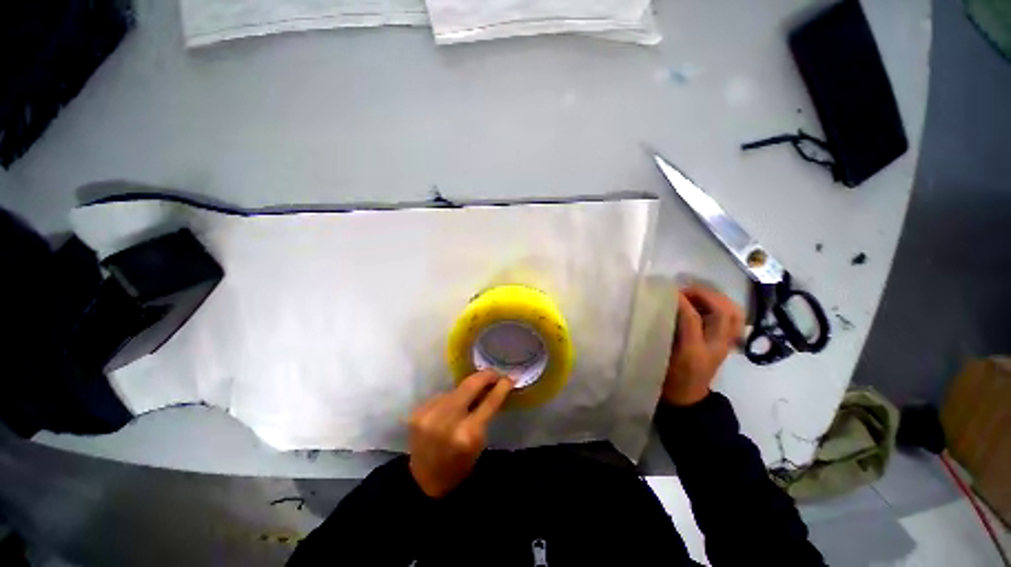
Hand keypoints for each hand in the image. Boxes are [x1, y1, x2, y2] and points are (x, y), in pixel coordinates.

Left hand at [408, 370, 513, 497]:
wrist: (424, 481)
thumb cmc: (459, 465)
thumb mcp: (479, 443)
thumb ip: (486, 413)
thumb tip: (495, 387)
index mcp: (467, 434)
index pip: (489, 401)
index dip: (501, 386)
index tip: (509, 378)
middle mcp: (447, 421)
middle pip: (470, 385)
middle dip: (485, 376)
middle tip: (495, 373)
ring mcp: (429, 414)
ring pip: (455, 389)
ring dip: (466, 389)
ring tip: (472, 394)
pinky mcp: (417, 412)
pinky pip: (441, 396)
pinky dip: (450, 399)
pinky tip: (451, 407)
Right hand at [662, 286, 744, 406]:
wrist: (688, 397)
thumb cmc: (668, 377)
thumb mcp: (661, 355)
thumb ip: (664, 331)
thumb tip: (665, 306)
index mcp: (695, 351)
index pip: (692, 318)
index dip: (681, 300)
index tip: (668, 290)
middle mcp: (716, 346)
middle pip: (723, 312)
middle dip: (705, 294)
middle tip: (685, 290)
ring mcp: (726, 344)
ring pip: (735, 313)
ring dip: (718, 298)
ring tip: (699, 294)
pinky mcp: (728, 343)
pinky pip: (735, 318)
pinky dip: (725, 306)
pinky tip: (709, 304)